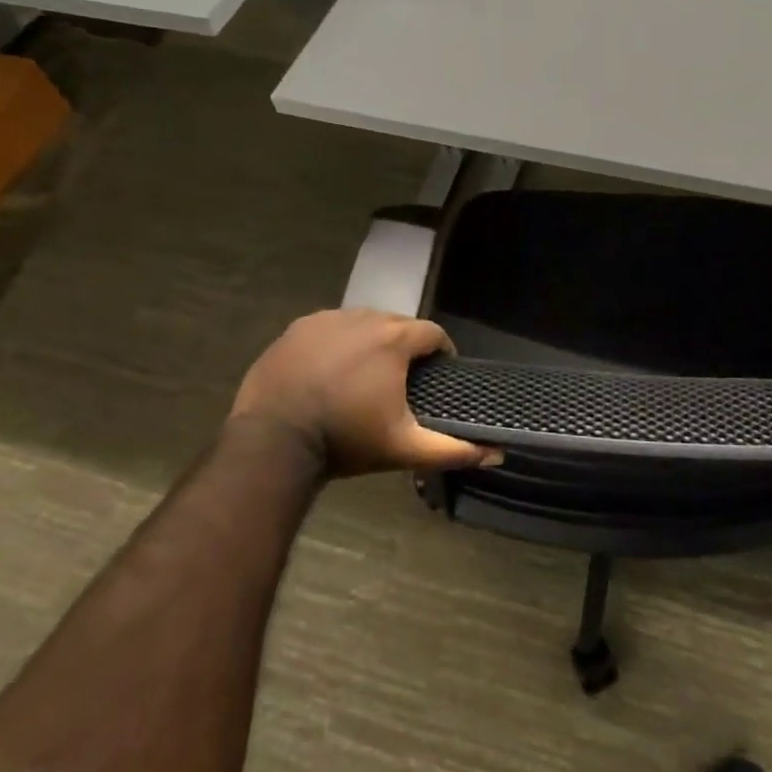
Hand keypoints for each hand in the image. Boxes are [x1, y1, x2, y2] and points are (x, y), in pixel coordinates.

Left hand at [227, 309, 498, 478]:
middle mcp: (363, 318)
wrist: (273, 443)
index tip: (437, 375)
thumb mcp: (404, 448)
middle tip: (401, 380)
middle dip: (405, 346)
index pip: (432, 333)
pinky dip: (337, 342)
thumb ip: (452, 449)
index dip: (440, 353)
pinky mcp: (297, 329)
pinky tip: (331, 370)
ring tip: (365, 374)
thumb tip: (497, 453)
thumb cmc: (346, 440)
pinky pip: (329, 328)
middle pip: (397, 324)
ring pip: (362, 323)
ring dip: (371, 341)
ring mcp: (326, 320)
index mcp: (394, 339)